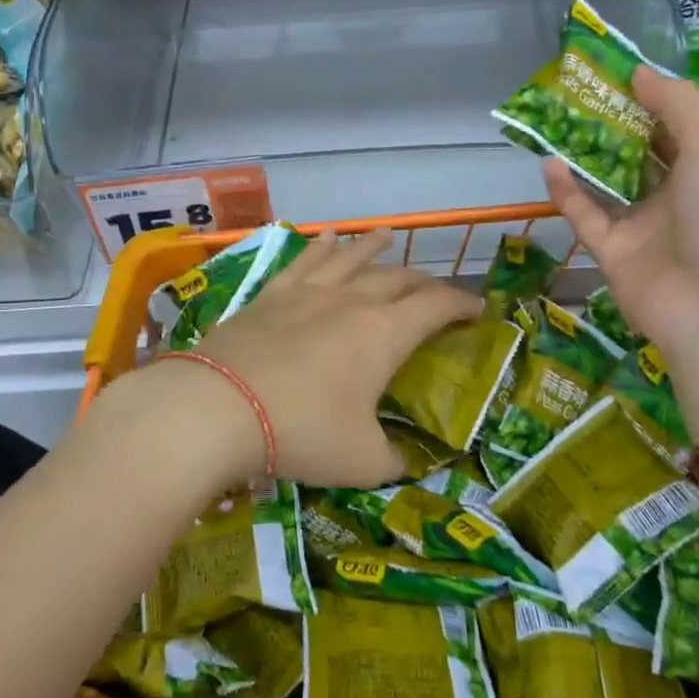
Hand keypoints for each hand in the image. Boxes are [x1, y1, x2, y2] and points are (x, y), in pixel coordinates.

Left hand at [176, 228, 481, 488]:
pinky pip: (304, 261)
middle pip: (397, 279)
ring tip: (386, 235)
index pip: (436, 307)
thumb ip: (393, 460)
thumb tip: (404, 459)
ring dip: (373, 247)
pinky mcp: (271, 294)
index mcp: (384, 333)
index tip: (479, 310)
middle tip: (435, 292)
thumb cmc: (302, 432)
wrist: (219, 406)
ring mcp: (308, 292)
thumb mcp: (362, 462)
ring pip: (351, 258)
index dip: (463, 305)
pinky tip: (326, 238)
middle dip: (423, 282)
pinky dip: (321, 248)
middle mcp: (352, 300)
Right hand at [544, 65, 698, 433]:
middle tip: (575, 94)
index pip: (676, 128)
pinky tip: (549, 164)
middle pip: (638, 153)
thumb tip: (638, 73)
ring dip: (584, 155)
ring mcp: (643, 226)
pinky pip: (585, 216)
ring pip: (607, 183)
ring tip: (555, 122)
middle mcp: (677, 196)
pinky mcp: (612, 252)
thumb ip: (678, 104)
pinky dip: (566, 192)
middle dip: (610, 124)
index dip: (648, 100)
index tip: (614, 74)